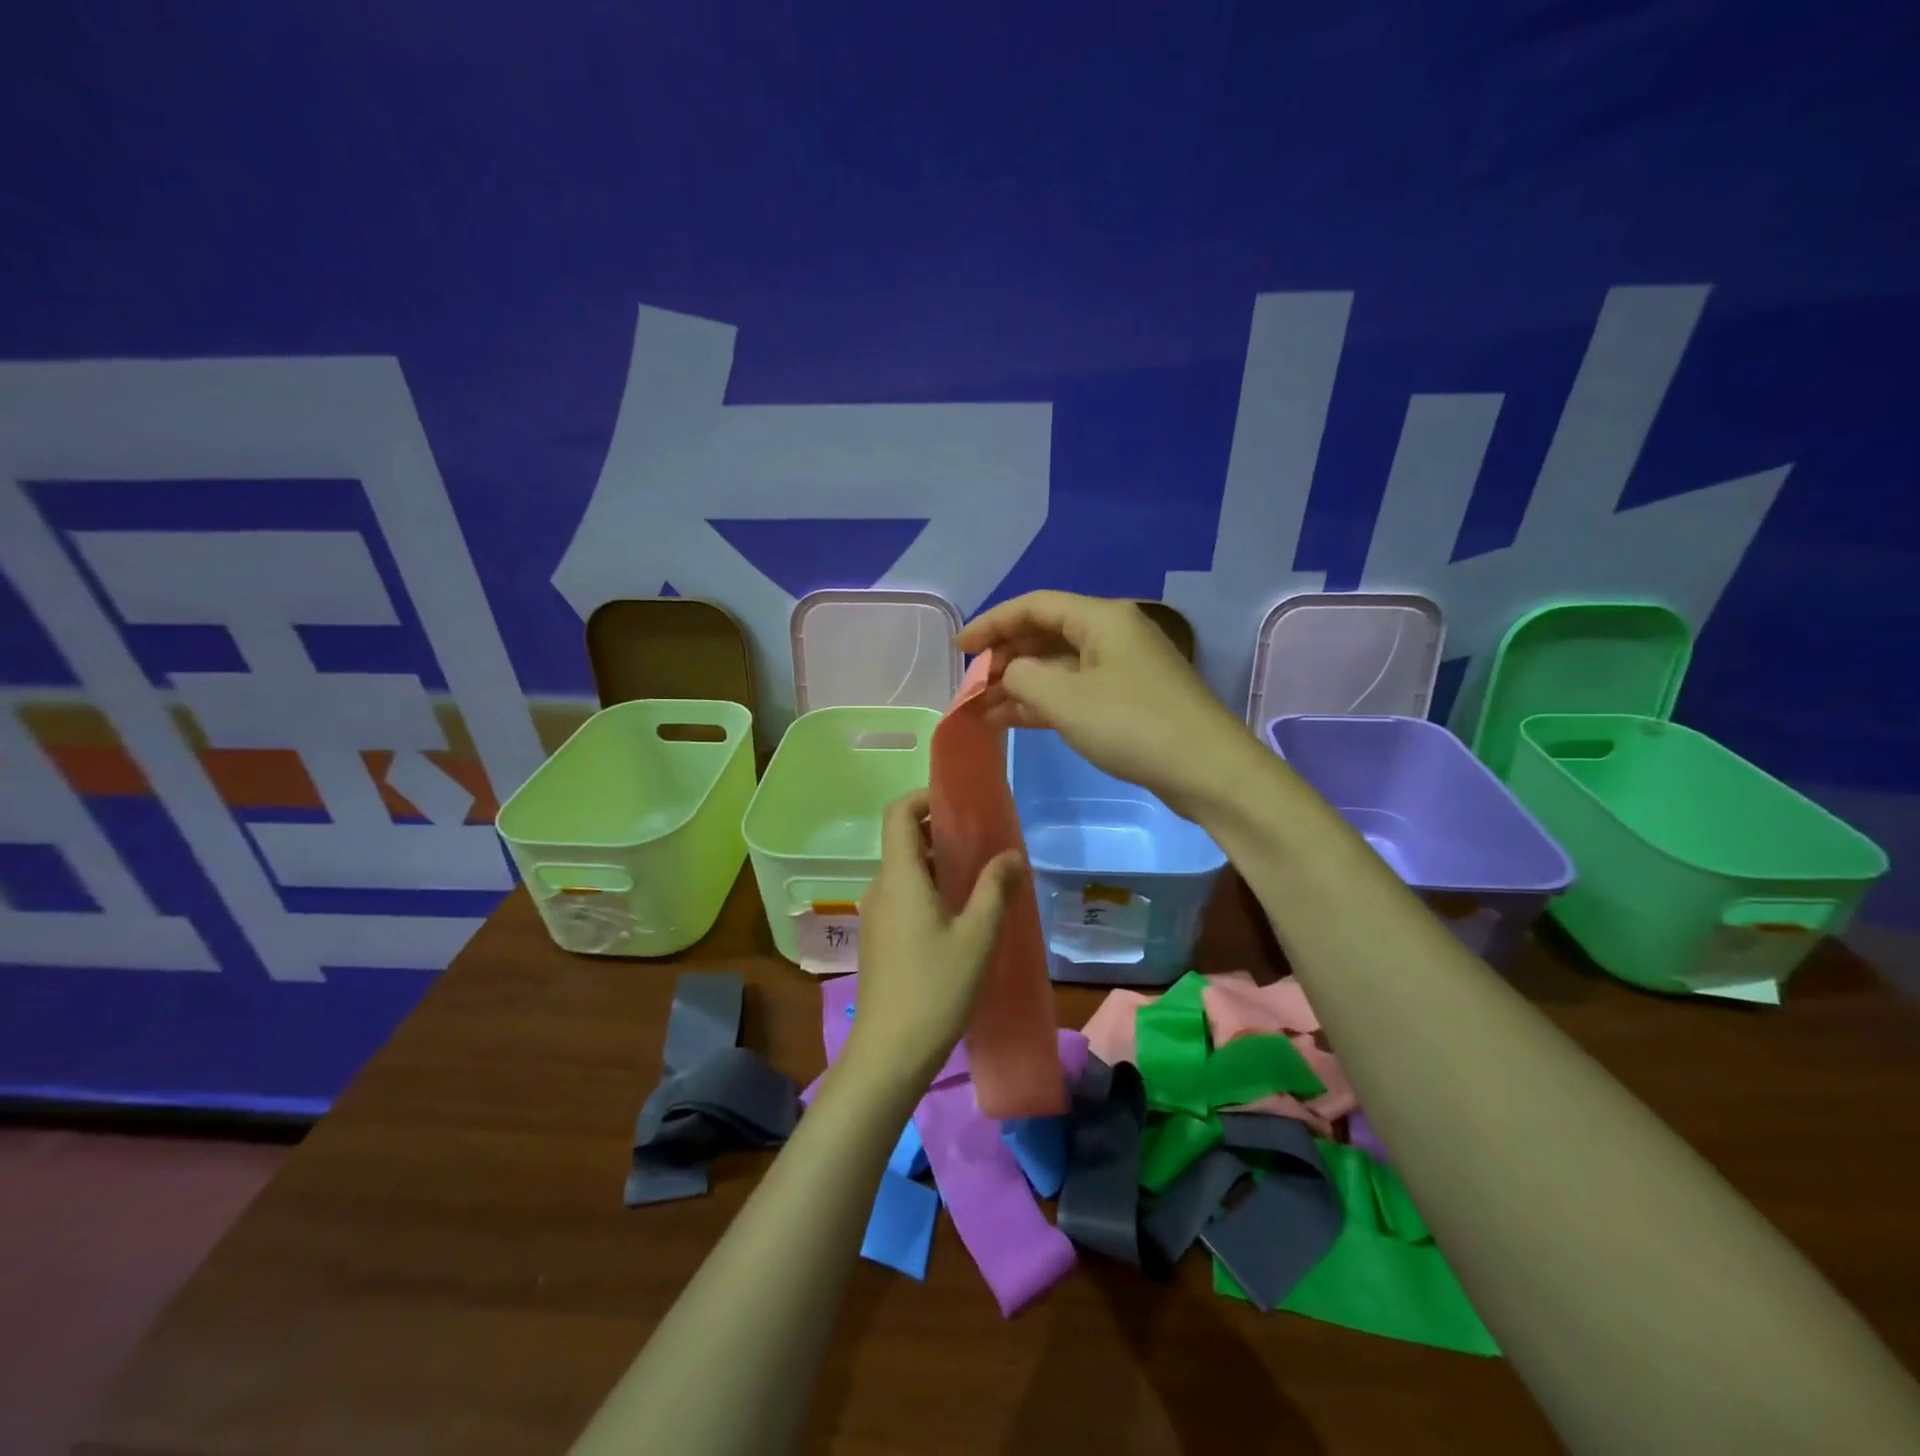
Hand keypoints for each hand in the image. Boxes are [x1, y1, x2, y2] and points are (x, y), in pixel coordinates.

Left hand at [846, 790, 1023, 1084]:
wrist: (889, 1053)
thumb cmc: (936, 988)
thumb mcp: (977, 937)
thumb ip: (994, 889)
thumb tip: (1010, 854)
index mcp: (900, 877)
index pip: (898, 813)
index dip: (925, 798)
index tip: (960, 804)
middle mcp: (881, 887)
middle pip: (904, 840)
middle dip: (942, 832)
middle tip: (983, 841)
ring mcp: (876, 914)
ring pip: (906, 871)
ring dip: (939, 864)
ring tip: (980, 877)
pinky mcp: (879, 938)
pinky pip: (903, 896)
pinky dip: (930, 889)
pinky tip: (960, 915)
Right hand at [958, 591, 1257, 820]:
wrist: (1207, 770)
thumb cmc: (1132, 725)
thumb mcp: (1066, 699)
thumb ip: (1023, 677)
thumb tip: (1010, 672)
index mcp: (1101, 618)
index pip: (1034, 606)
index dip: (992, 623)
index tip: (960, 647)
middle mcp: (1112, 635)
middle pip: (1046, 634)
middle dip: (1005, 657)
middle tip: (971, 685)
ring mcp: (1122, 669)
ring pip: (1059, 666)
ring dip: (1020, 684)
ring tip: (981, 709)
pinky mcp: (1128, 700)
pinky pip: (1075, 691)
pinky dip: (1044, 702)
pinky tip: (1012, 720)